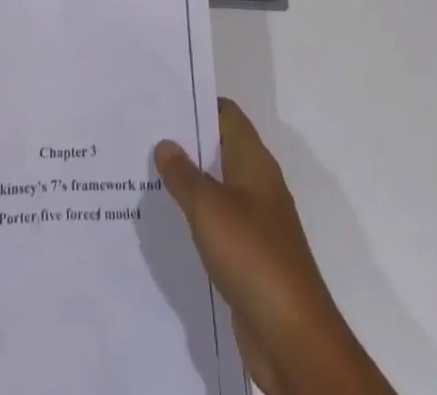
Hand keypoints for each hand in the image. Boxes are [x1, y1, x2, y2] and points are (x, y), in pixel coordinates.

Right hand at [155, 101, 393, 394]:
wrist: (293, 337)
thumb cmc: (252, 255)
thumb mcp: (209, 208)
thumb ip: (184, 174)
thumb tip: (165, 143)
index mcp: (254, 162)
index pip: (227, 115)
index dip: (198, 103)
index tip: (163, 100)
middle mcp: (258, 185)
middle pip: (220, 149)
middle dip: (186, 142)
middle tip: (144, 135)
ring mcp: (256, 222)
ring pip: (217, 188)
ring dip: (188, 182)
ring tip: (146, 175)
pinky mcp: (250, 257)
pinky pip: (218, 225)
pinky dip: (196, 219)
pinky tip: (168, 224)